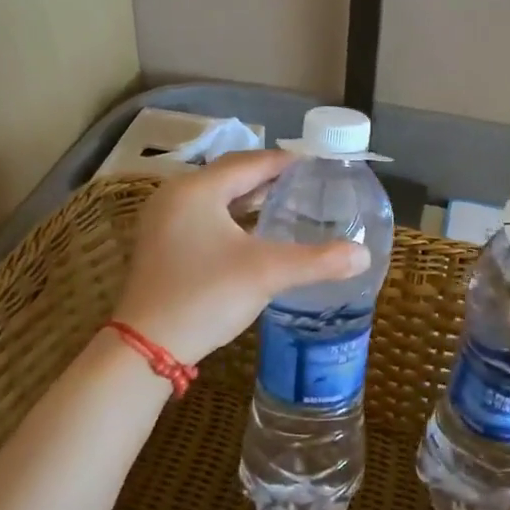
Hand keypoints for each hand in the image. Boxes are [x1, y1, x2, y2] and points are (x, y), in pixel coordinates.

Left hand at [112, 150, 369, 364]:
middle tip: (304, 184)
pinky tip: (252, 235)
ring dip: (248, 199)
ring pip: (214, 198)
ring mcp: (162, 222)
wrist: (146, 347)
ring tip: (284, 205)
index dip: (284, 162)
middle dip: (267, 179)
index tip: (315, 164)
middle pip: (229, 176)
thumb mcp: (267, 274)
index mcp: (197, 189)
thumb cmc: (205, 296)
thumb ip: (318, 260)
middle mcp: (175, 196)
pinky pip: (203, 218)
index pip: (249, 162)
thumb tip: (363, 255)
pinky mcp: (160, 246)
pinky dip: (230, 219)